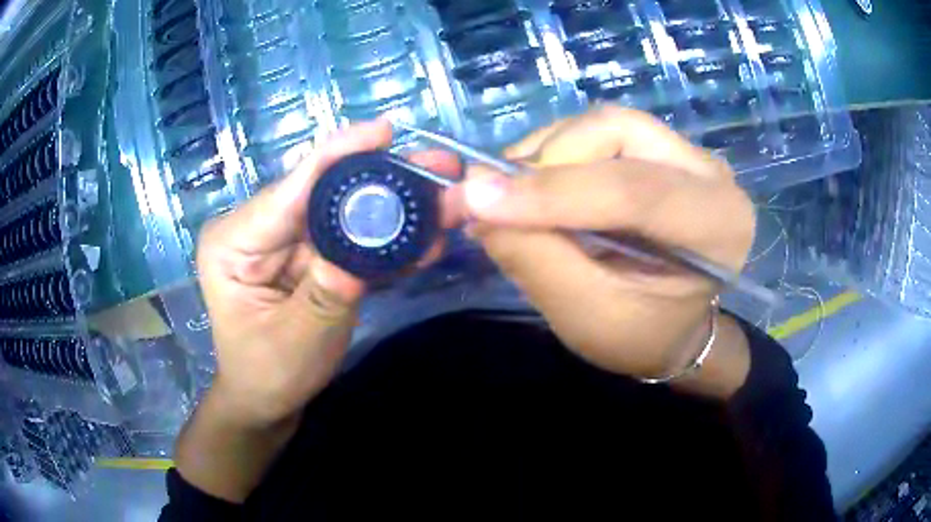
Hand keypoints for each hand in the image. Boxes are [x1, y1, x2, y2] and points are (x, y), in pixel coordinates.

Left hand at [195, 120, 459, 426]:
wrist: (267, 399)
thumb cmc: (268, 374)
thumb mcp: (296, 342)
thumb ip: (326, 294)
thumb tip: (364, 247)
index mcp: (234, 240)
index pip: (289, 189)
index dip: (338, 156)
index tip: (386, 130)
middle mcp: (258, 227)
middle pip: (323, 191)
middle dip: (381, 178)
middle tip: (438, 167)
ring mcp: (286, 239)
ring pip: (344, 211)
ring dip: (394, 207)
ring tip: (445, 199)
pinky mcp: (309, 254)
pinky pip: (351, 238)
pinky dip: (387, 239)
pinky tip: (425, 239)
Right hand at [451, 107, 755, 379]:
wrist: (672, 327)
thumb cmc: (641, 334)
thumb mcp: (586, 317)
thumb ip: (534, 257)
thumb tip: (476, 196)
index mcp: (718, 226)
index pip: (635, 190)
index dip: (553, 192)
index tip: (478, 199)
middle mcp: (710, 174)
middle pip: (618, 132)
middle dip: (550, 162)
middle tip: (501, 200)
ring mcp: (686, 153)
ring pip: (603, 123)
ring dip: (547, 154)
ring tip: (516, 196)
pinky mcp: (659, 148)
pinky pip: (597, 130)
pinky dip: (554, 152)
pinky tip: (539, 187)